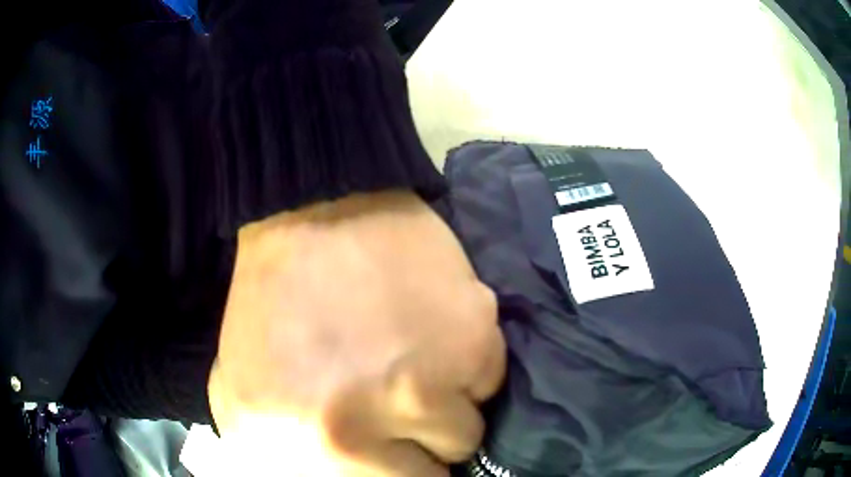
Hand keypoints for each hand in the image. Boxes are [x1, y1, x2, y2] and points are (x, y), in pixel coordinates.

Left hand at [208, 191, 505, 475]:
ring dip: (445, 408)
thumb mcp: (243, 393)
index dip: (391, 471)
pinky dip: (470, 367)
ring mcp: (426, 388)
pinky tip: (439, 334)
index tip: (390, 454)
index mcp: (305, 443)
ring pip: (465, 432)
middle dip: (417, 449)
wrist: (312, 216)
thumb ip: (283, 454)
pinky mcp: (473, 342)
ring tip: (415, 365)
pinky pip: (489, 382)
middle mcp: (361, 430)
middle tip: (397, 411)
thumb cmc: (272, 308)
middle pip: (431, 474)